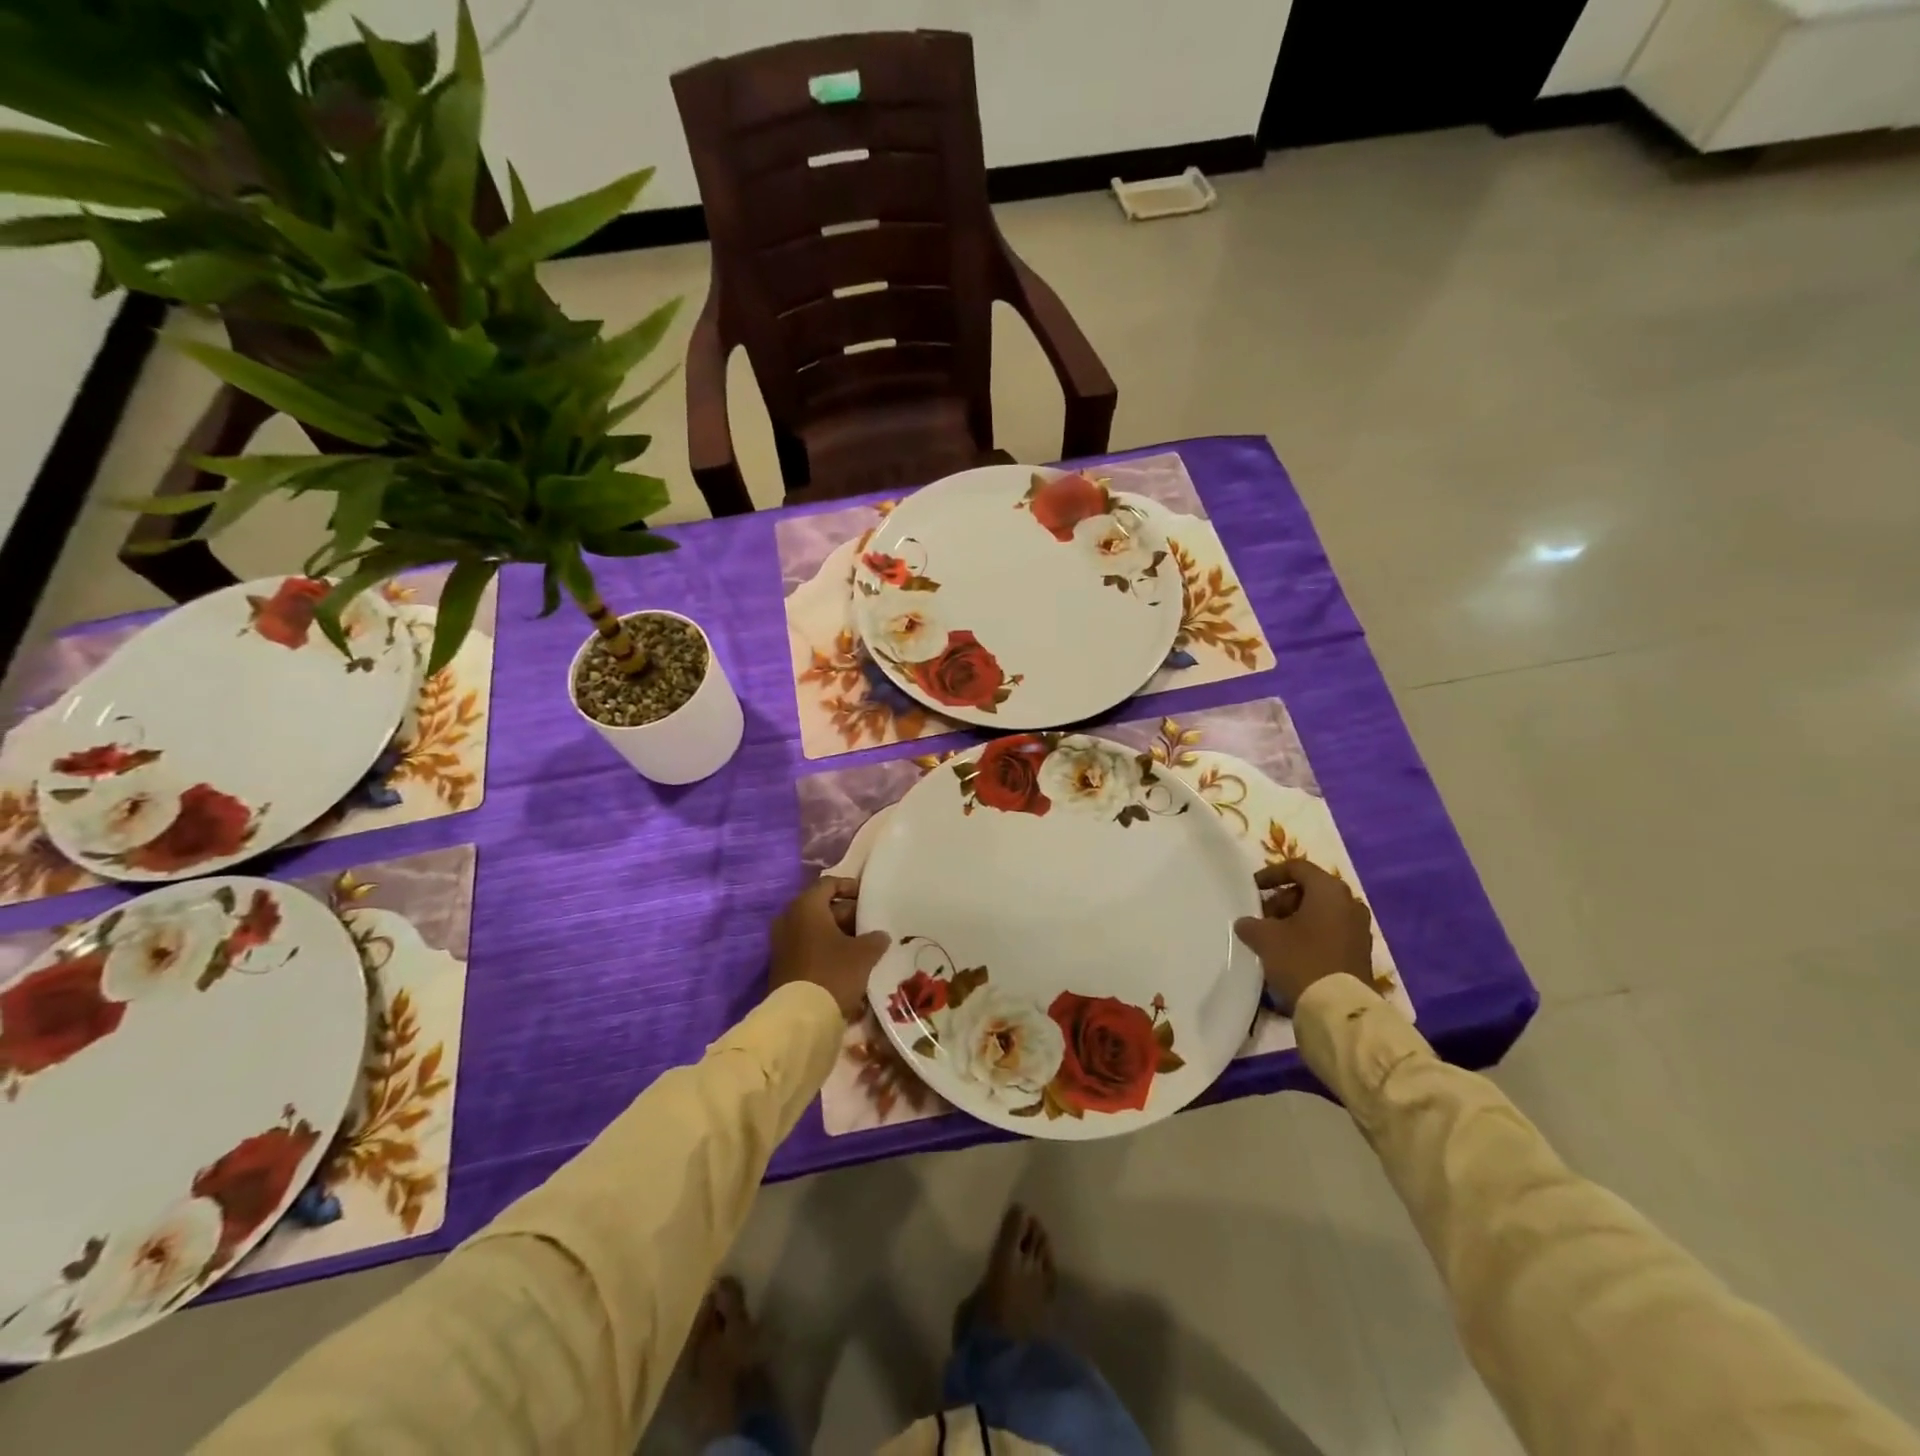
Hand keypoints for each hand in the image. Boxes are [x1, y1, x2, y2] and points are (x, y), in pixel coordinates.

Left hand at [769, 877, 890, 1019]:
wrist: (799, 1018)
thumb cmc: (832, 973)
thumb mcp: (863, 954)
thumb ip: (875, 939)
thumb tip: (880, 935)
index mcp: (806, 906)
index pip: (829, 884)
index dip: (850, 887)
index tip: (869, 898)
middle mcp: (789, 919)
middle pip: (822, 907)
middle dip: (847, 914)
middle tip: (871, 925)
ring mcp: (782, 943)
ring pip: (815, 929)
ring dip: (838, 934)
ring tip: (864, 946)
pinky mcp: (782, 964)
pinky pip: (808, 947)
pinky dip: (826, 949)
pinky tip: (847, 964)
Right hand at [1233, 860, 1373, 1012]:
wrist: (1339, 1010)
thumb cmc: (1301, 960)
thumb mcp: (1265, 938)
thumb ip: (1251, 924)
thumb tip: (1246, 924)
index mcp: (1329, 890)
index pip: (1297, 868)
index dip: (1271, 875)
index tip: (1253, 889)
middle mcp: (1349, 904)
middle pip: (1310, 891)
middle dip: (1282, 901)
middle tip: (1262, 918)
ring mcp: (1359, 929)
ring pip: (1321, 913)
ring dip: (1295, 920)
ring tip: (1273, 938)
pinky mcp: (1360, 953)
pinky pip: (1330, 933)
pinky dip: (1310, 936)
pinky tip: (1291, 954)